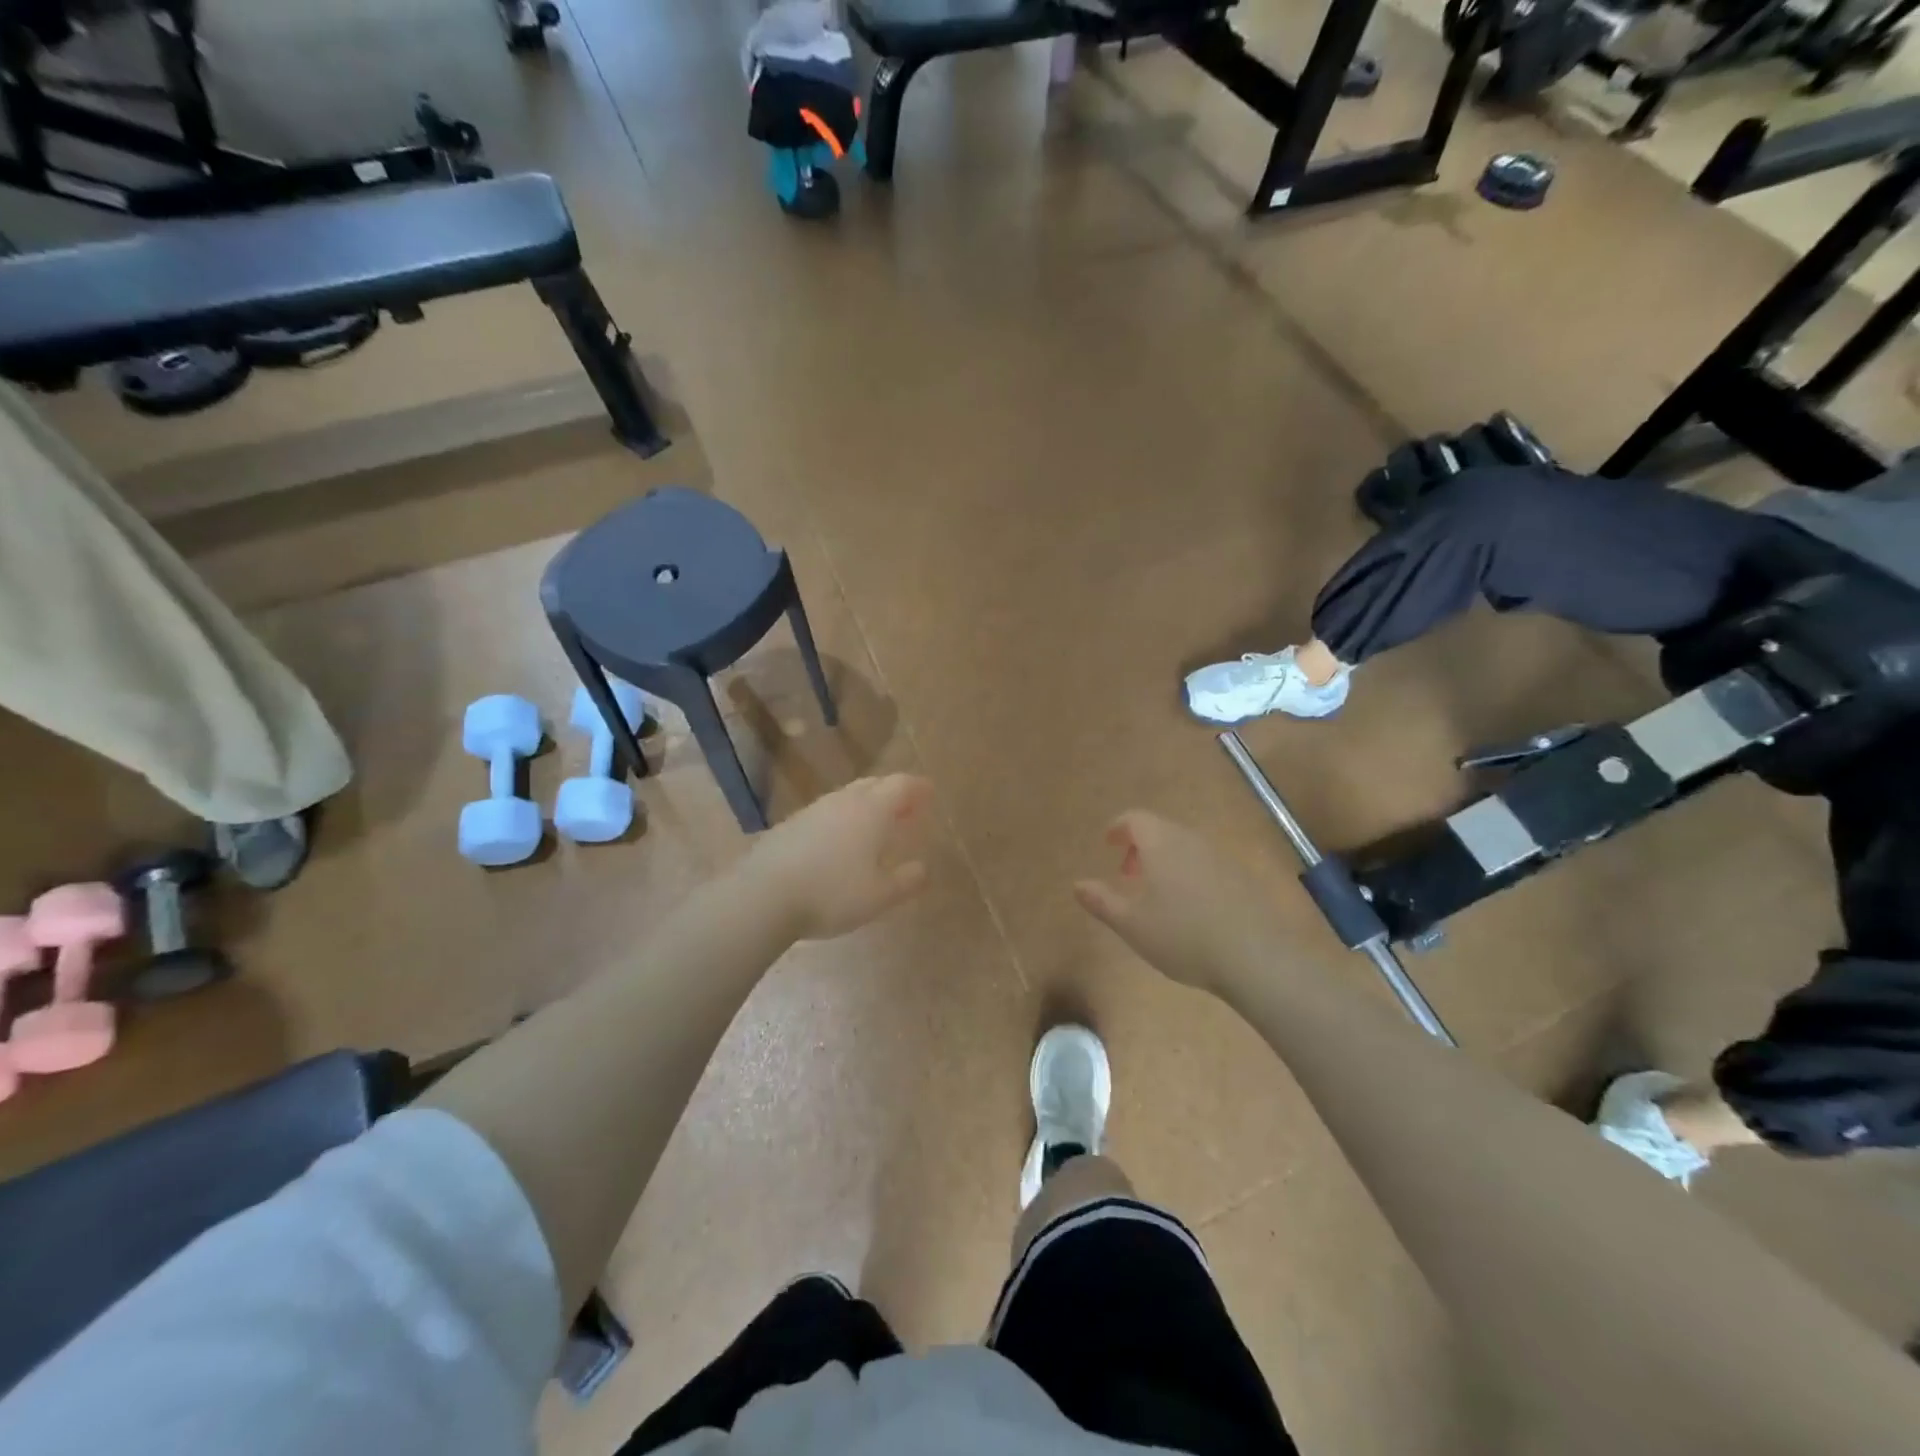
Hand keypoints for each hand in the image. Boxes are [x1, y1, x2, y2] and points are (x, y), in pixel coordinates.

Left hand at [744, 775, 934, 940]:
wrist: (763, 895)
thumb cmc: (832, 894)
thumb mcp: (879, 896)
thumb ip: (906, 881)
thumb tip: (923, 868)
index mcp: (872, 811)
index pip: (901, 785)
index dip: (918, 787)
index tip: (930, 792)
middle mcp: (844, 801)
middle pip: (874, 784)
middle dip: (893, 793)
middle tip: (906, 809)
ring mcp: (814, 810)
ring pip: (848, 796)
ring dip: (866, 805)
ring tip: (875, 826)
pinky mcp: (791, 824)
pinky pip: (827, 813)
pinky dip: (842, 819)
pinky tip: (839, 842)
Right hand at [1074, 811, 1281, 995]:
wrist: (1254, 956)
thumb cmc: (1181, 935)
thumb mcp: (1131, 923)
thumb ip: (1101, 901)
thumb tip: (1078, 884)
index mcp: (1161, 843)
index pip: (1135, 819)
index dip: (1118, 828)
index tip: (1108, 843)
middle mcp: (1192, 840)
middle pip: (1162, 831)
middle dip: (1141, 848)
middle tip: (1129, 877)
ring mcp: (1222, 857)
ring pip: (1186, 848)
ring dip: (1167, 862)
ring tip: (1159, 897)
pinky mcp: (1244, 877)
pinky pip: (1208, 865)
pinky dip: (1191, 875)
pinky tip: (1192, 910)